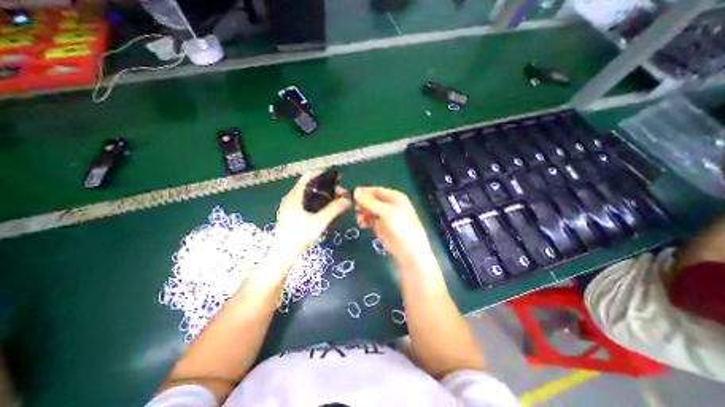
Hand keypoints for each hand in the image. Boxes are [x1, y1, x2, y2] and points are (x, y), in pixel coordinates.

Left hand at [271, 170, 350, 260]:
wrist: (284, 254)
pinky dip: (315, 202)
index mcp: (294, 195)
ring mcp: (289, 207)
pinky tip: (323, 210)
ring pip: (307, 195)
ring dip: (321, 195)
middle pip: (309, 186)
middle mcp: (290, 198)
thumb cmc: (300, 235)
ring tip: (334, 201)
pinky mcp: (291, 215)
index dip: (322, 174)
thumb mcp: (320, 221)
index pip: (308, 177)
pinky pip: (305, 202)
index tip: (336, 177)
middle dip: (325, 187)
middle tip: (339, 193)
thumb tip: (348, 199)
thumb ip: (334, 209)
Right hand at [352, 188, 431, 266]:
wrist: (408, 251)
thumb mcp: (386, 212)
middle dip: (362, 205)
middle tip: (356, 211)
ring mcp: (384, 215)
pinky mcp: (380, 225)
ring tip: (360, 221)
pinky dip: (364, 220)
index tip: (352, 197)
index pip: (376, 190)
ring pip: (368, 210)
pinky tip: (363, 225)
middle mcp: (389, 204)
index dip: (364, 193)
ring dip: (362, 213)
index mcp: (394, 196)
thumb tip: (355, 190)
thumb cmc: (400, 227)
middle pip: (371, 200)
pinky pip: (369, 219)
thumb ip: (370, 202)